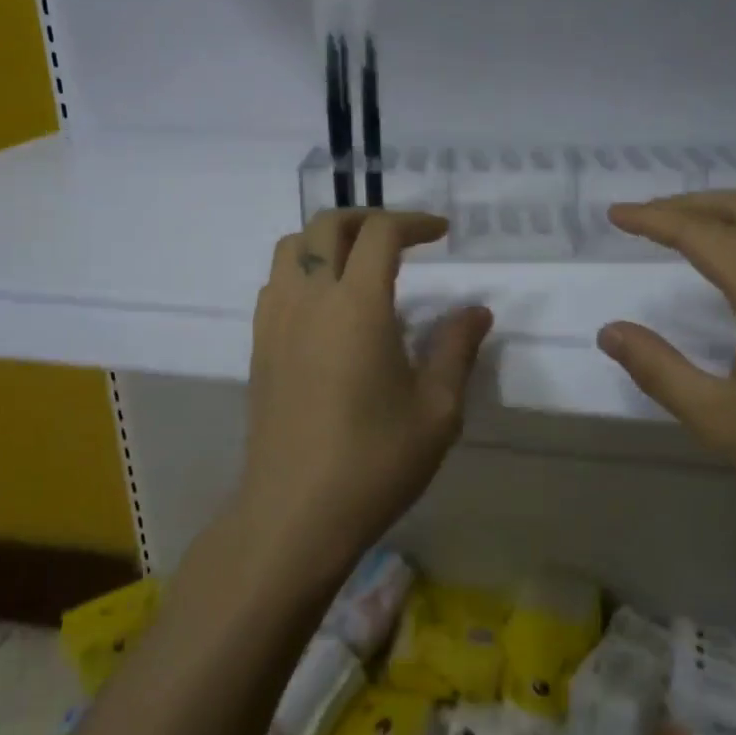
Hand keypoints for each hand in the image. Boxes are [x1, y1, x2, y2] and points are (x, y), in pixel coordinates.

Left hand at [240, 209, 492, 582]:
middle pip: (327, 224)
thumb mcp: (437, 410)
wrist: (294, 516)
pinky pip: (276, 282)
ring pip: (291, 246)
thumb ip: (456, 349)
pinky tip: (327, 305)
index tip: (441, 234)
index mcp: (357, 305)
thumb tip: (476, 311)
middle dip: (368, 218)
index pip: (380, 232)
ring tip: (360, 263)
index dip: (413, 222)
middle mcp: (309, 298)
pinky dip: (303, 269)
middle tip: (402, 238)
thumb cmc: (374, 462)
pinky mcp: (259, 346)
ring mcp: (276, 321)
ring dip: (328, 239)